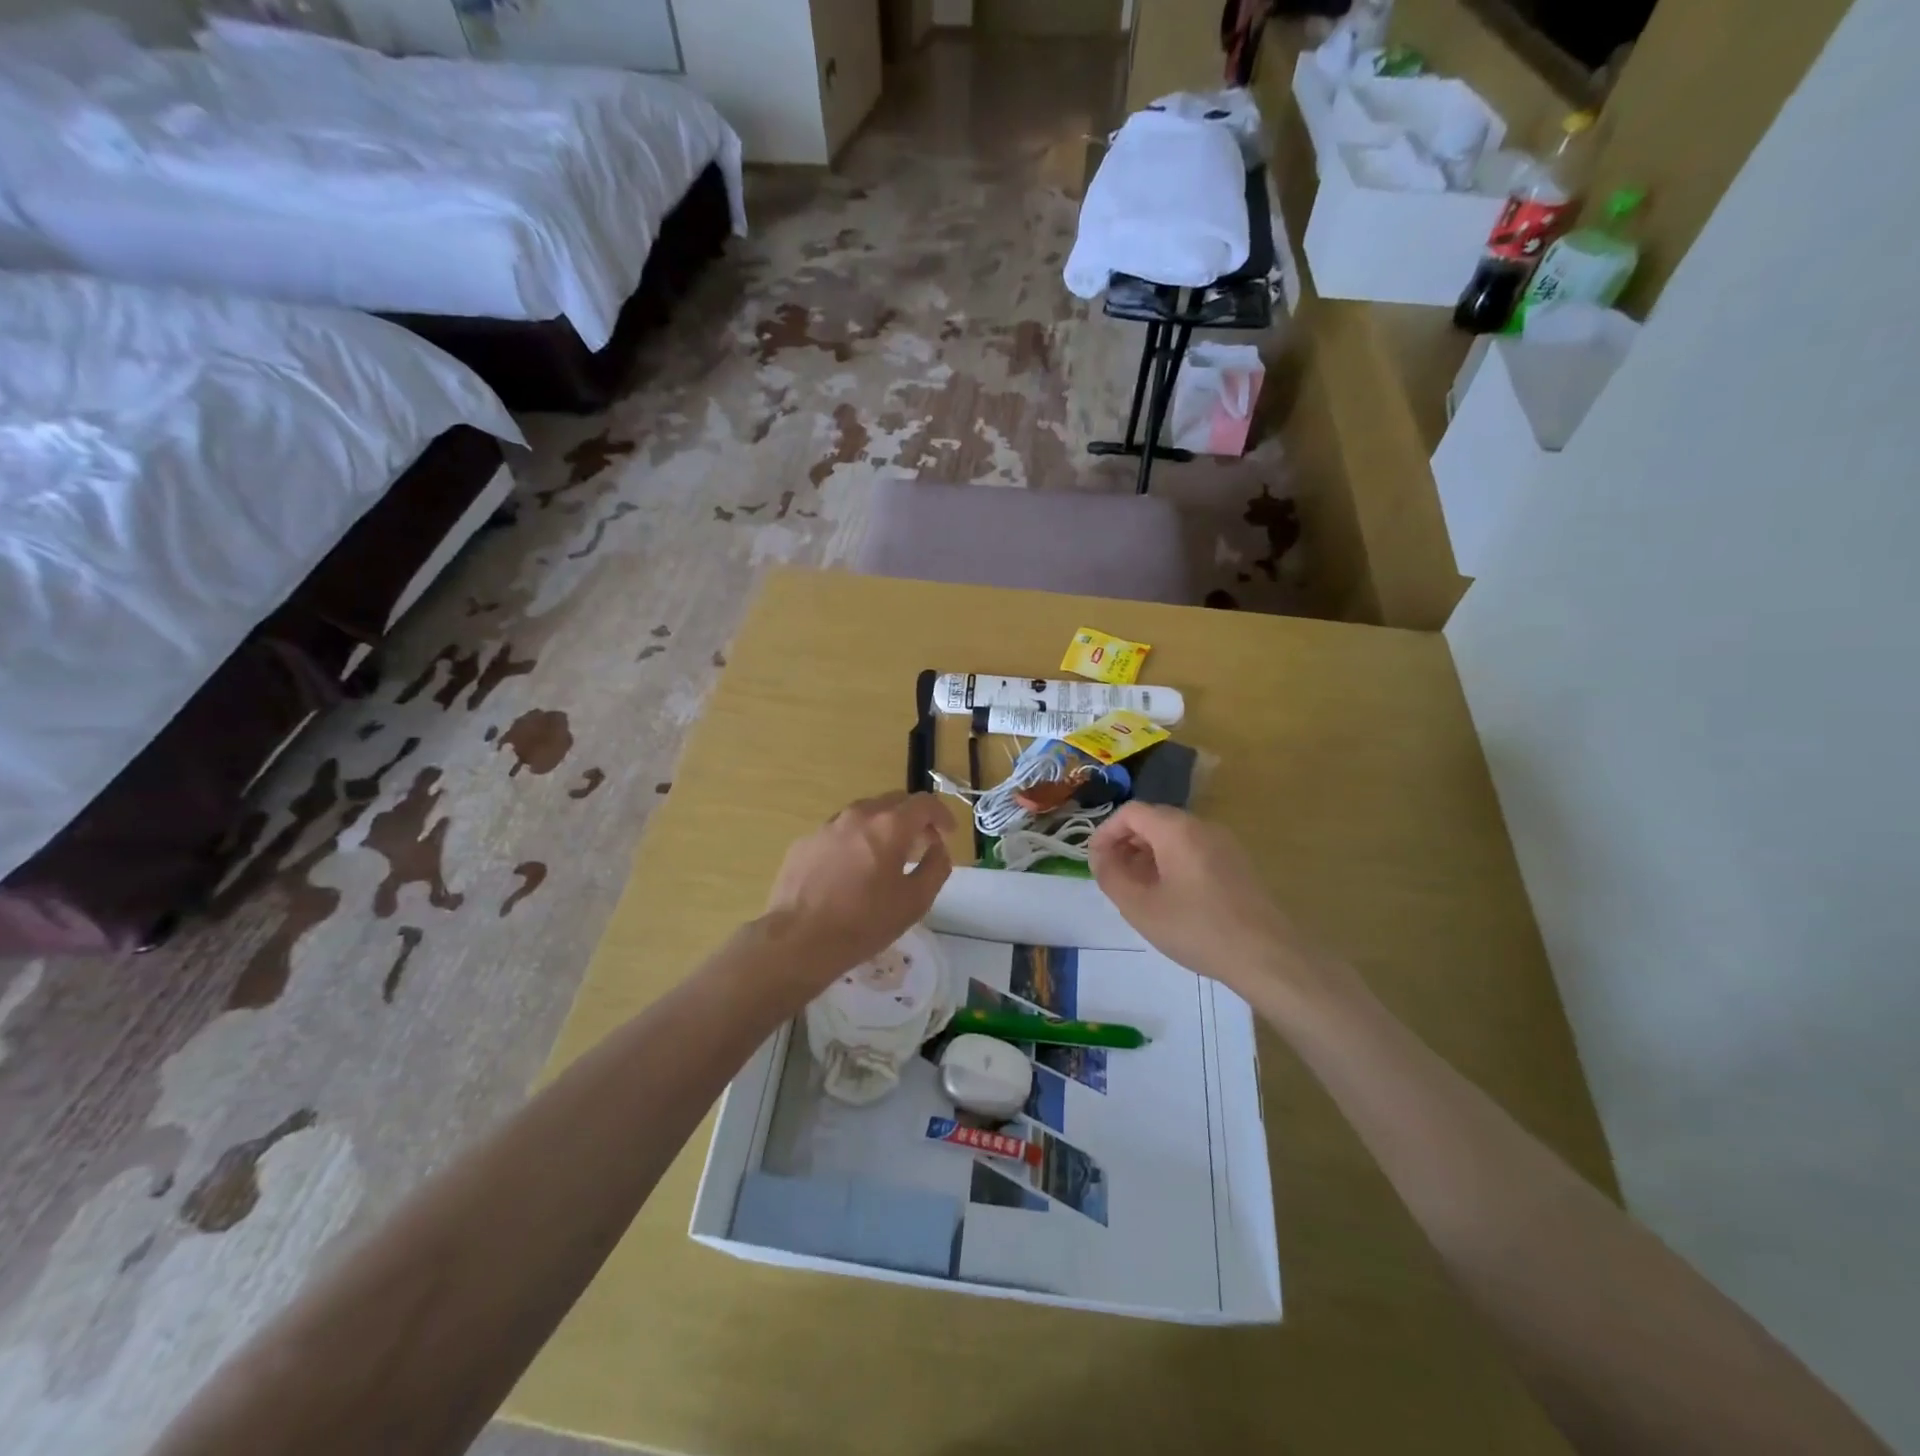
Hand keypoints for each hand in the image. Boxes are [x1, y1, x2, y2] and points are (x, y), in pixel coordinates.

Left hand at [759, 792, 955, 999]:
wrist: (798, 940)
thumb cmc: (864, 923)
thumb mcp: (915, 901)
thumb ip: (936, 867)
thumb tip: (938, 849)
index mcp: (889, 825)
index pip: (924, 803)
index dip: (942, 815)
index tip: (947, 834)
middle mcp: (858, 815)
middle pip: (894, 802)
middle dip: (913, 819)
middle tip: (919, 846)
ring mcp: (827, 826)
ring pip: (864, 814)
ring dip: (882, 828)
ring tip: (884, 858)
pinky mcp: (805, 842)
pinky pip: (838, 832)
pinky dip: (854, 842)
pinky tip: (850, 872)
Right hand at [1089, 803, 1318, 999]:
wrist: (1266, 955)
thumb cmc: (1196, 928)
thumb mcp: (1139, 906)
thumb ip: (1110, 875)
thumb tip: (1099, 856)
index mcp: (1176, 829)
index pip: (1130, 812)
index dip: (1106, 833)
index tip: (1095, 862)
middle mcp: (1202, 826)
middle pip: (1153, 821)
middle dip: (1126, 844)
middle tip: (1113, 877)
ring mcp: (1224, 843)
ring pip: (1174, 837)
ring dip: (1148, 855)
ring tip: (1138, 890)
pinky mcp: (1237, 863)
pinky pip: (1194, 850)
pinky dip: (1172, 863)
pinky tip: (1170, 898)